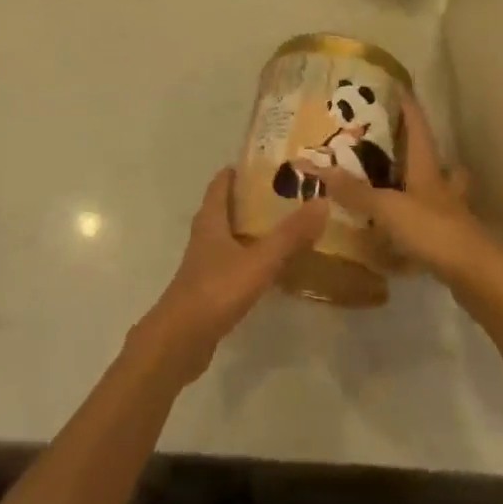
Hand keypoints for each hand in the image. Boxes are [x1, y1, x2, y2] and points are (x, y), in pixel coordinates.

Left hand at [137, 169, 329, 382]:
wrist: (180, 341)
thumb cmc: (216, 290)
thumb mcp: (259, 260)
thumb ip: (290, 235)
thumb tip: (322, 202)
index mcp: (211, 220)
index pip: (221, 183)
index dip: (239, 170)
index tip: (266, 162)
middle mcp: (205, 236)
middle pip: (225, 208)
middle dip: (251, 199)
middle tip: (284, 193)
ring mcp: (204, 264)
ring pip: (228, 236)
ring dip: (250, 229)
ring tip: (283, 226)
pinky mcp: (208, 288)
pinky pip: (231, 262)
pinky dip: (249, 257)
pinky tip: (269, 266)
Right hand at [317, 93, 502, 295]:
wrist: (479, 276)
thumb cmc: (434, 231)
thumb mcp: (389, 209)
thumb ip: (355, 191)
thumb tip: (316, 167)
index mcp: (428, 169)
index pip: (419, 129)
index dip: (409, 108)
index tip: (400, 88)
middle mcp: (442, 187)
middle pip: (437, 161)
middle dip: (421, 151)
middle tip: (398, 145)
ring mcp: (451, 216)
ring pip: (440, 192)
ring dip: (425, 187)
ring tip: (401, 188)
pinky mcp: (451, 243)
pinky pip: (433, 225)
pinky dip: (419, 223)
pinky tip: (403, 233)